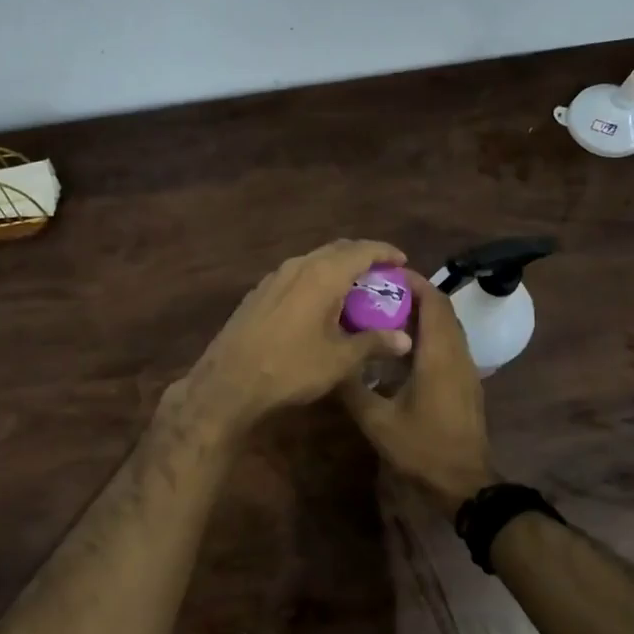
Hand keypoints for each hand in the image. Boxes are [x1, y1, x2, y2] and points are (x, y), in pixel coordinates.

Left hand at [173, 240, 413, 437]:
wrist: (229, 382)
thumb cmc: (291, 368)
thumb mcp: (340, 360)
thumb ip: (374, 343)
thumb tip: (405, 339)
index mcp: (322, 275)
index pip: (362, 250)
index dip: (385, 252)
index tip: (402, 261)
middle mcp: (298, 266)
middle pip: (337, 250)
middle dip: (362, 257)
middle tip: (381, 276)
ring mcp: (274, 277)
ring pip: (314, 261)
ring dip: (337, 269)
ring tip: (354, 290)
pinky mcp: (259, 292)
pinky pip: (297, 275)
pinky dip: (316, 281)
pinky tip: (320, 305)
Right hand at [340, 270, 494, 514]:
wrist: (465, 483)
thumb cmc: (423, 448)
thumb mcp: (378, 421)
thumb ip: (353, 389)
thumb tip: (331, 365)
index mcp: (439, 355)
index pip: (433, 302)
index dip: (414, 282)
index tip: (386, 272)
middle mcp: (457, 354)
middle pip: (442, 310)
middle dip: (414, 294)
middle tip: (379, 291)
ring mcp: (466, 368)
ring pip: (448, 327)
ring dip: (422, 314)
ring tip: (386, 313)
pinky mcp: (466, 382)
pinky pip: (449, 344)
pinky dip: (429, 333)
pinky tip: (401, 348)